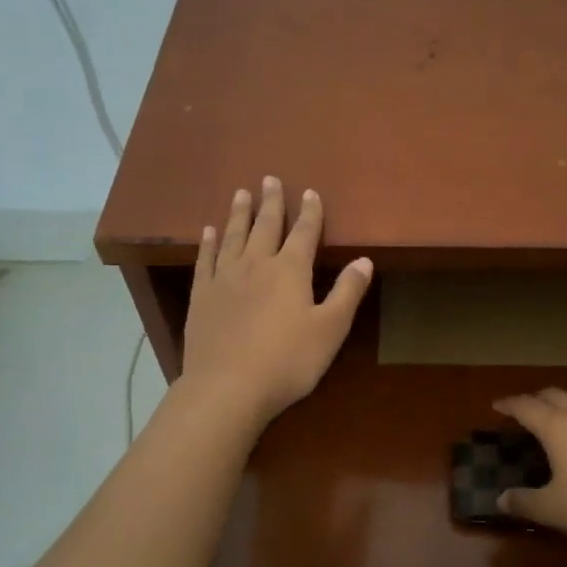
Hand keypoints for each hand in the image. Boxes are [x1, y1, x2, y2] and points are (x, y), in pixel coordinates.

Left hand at [180, 179, 372, 427]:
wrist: (227, 387)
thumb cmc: (287, 360)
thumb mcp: (330, 329)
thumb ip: (347, 292)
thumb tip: (364, 260)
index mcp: (290, 270)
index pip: (304, 233)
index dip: (309, 212)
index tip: (309, 192)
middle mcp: (256, 264)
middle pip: (265, 226)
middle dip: (271, 202)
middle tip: (269, 179)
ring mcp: (225, 278)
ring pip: (233, 235)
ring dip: (238, 213)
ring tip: (240, 193)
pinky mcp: (201, 296)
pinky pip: (205, 259)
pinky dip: (208, 242)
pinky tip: (208, 231)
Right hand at [490, 389, 566, 549]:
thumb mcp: (553, 509)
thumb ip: (525, 502)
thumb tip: (501, 499)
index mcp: (557, 426)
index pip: (526, 407)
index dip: (509, 405)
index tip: (496, 405)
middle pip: (555, 395)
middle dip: (536, 399)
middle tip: (525, 410)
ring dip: (563, 409)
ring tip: (555, 425)